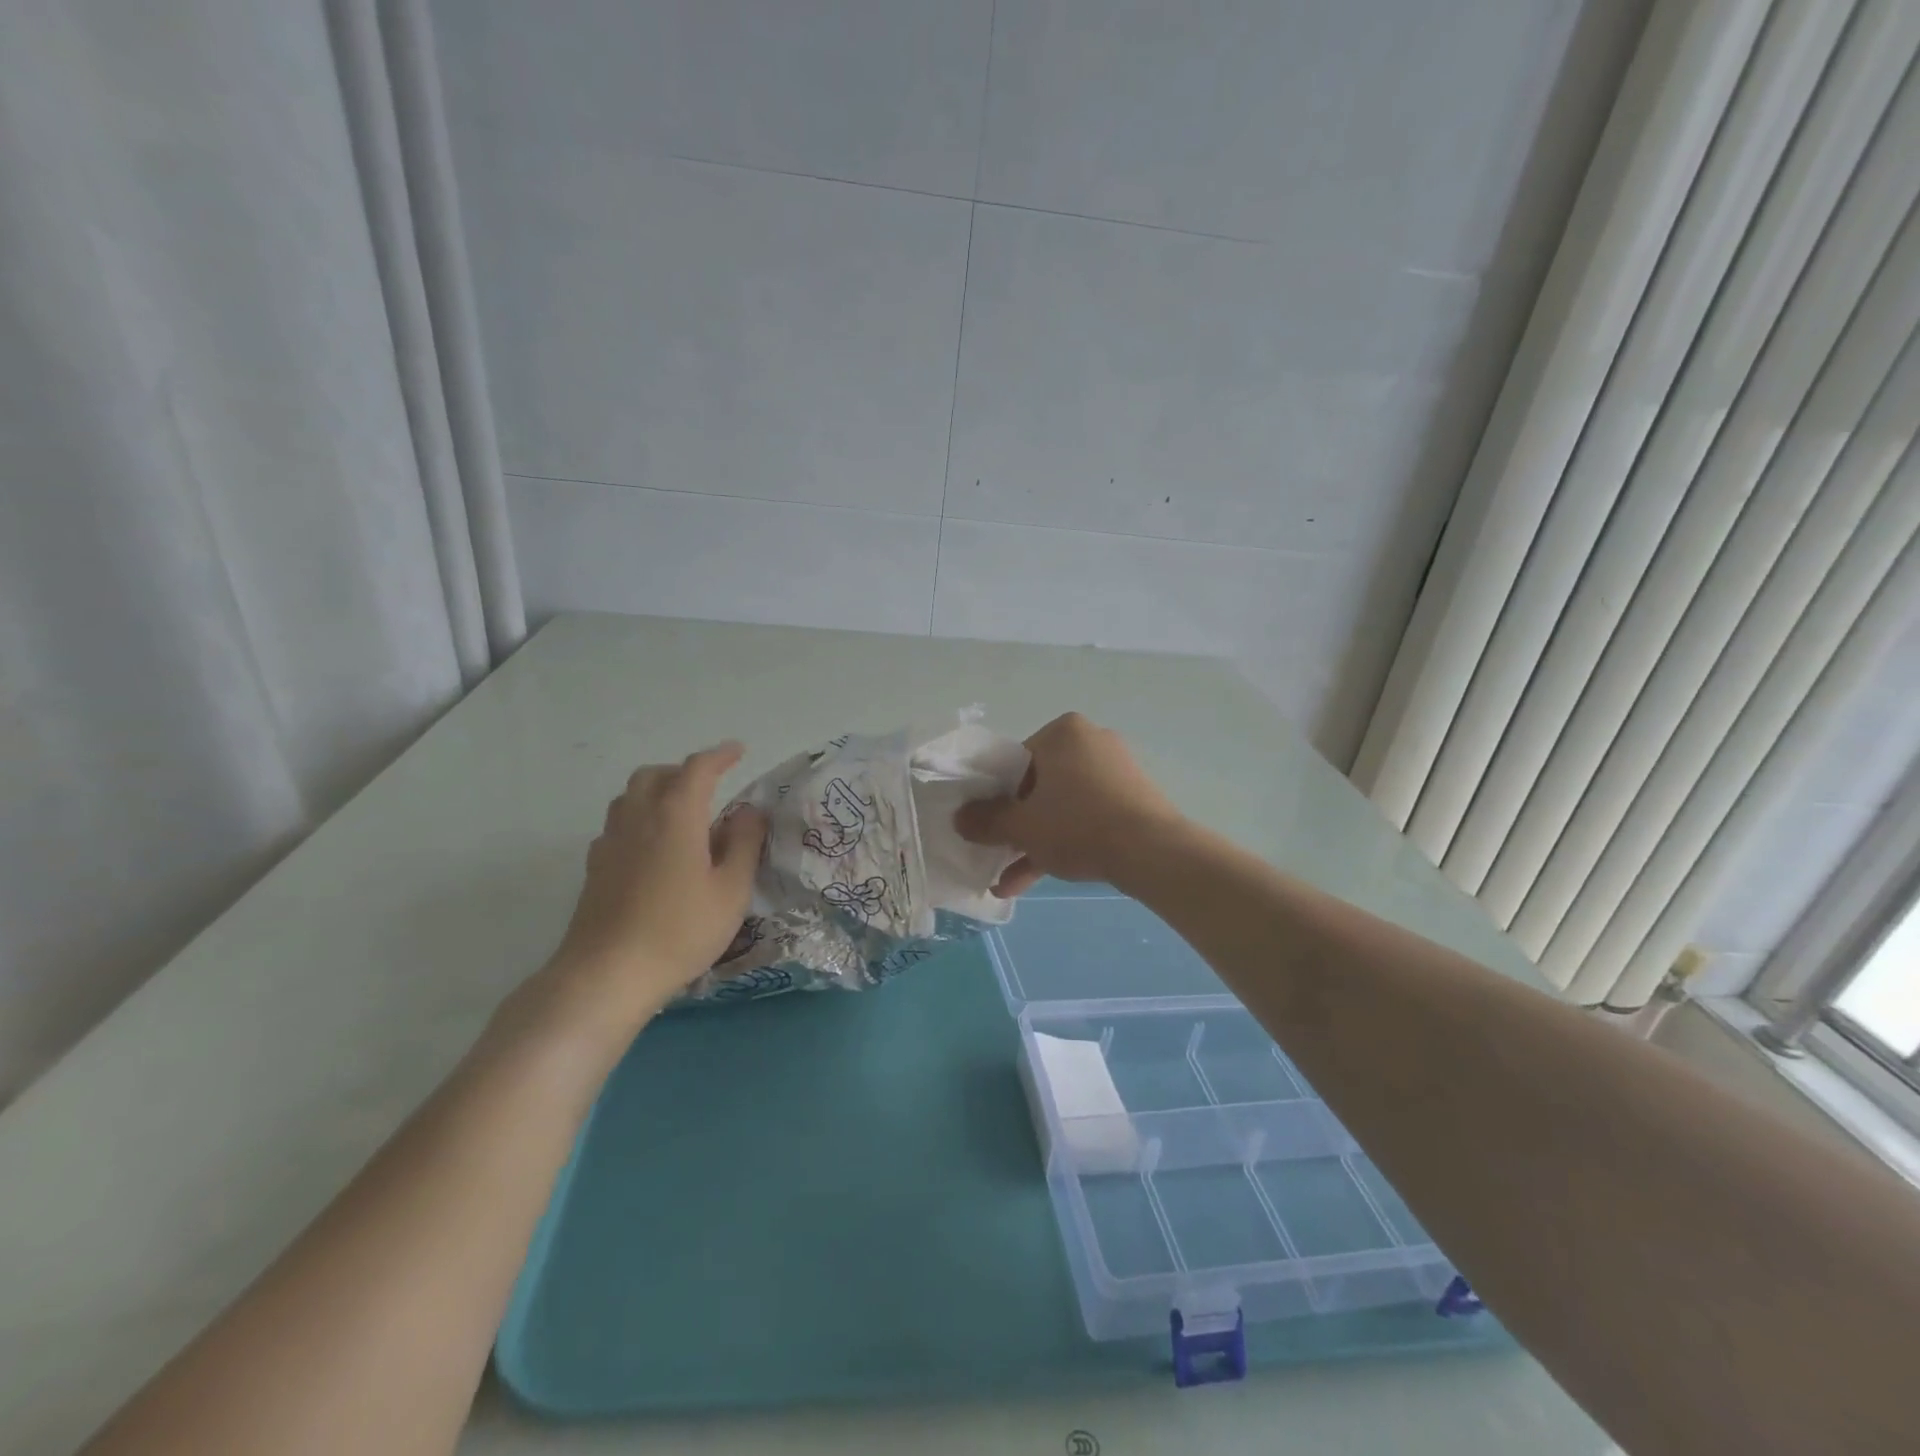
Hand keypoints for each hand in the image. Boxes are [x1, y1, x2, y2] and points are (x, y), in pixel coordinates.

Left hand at [549, 743, 766, 1015]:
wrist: (607, 974)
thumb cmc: (680, 930)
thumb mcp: (731, 890)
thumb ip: (744, 844)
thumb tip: (749, 812)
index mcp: (676, 815)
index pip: (698, 768)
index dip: (720, 755)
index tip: (738, 751)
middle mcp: (639, 817)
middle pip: (656, 774)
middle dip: (684, 772)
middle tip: (710, 787)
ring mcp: (610, 841)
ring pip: (631, 796)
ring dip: (658, 791)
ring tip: (682, 814)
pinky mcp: (595, 867)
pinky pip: (618, 824)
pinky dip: (640, 819)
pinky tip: (653, 848)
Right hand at [955, 712, 1183, 897]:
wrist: (1152, 852)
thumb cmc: (1077, 825)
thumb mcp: (1022, 826)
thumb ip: (985, 820)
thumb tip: (959, 819)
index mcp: (1063, 733)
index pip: (1014, 761)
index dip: (995, 797)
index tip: (988, 826)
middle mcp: (1091, 742)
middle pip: (1038, 786)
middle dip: (1015, 826)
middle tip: (996, 853)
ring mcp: (1115, 771)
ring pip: (1061, 807)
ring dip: (1034, 843)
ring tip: (1008, 883)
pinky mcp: (1132, 799)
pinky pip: (1086, 816)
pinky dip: (1063, 842)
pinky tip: (1034, 880)